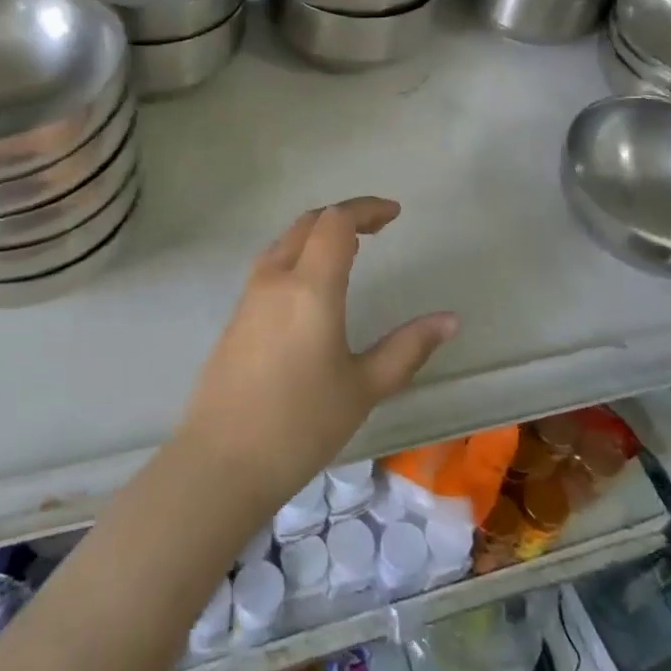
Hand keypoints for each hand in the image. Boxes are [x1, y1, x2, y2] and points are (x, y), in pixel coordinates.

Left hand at [177, 198, 457, 512]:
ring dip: (318, 233)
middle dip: (344, 216)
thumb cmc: (301, 425)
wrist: (222, 460)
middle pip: (309, 223)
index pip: (336, 221)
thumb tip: (449, 320)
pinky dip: (299, 255)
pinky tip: (312, 285)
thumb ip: (407, 348)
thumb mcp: (364, 388)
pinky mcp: (236, 316)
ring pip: (286, 242)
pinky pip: (271, 266)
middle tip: (377, 227)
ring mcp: (249, 296)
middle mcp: (275, 279)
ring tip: (350, 250)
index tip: (395, 214)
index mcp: (310, 287)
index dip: (366, 209)